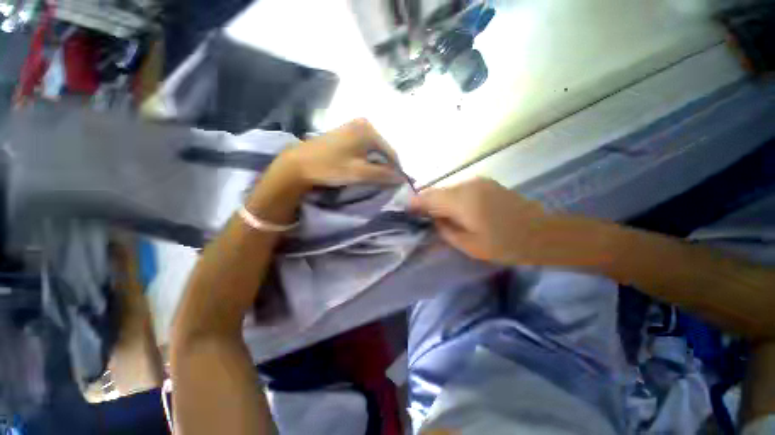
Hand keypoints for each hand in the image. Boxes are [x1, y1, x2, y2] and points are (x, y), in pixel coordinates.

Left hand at [275, 119, 403, 188]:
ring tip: (373, 177)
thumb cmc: (331, 167)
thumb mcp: (360, 173)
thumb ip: (383, 175)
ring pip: (372, 150)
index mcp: (368, 130)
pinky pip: (363, 148)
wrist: (298, 165)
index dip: (395, 169)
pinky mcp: (344, 133)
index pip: (391, 152)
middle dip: (384, 166)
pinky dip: (366, 159)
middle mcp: (363, 124)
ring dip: (375, 164)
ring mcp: (352, 127)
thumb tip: (402, 178)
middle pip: (382, 150)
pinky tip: (362, 168)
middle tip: (383, 182)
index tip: (396, 184)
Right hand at [409, 178, 550, 263]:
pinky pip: (460, 189)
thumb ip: (446, 230)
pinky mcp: (486, 184)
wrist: (543, 233)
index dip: (415, 203)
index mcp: (462, 201)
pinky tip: (454, 210)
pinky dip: (451, 198)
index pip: (429, 197)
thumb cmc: (505, 244)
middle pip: (437, 191)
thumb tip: (434, 219)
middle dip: (426, 202)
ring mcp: (478, 182)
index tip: (406, 210)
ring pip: (448, 189)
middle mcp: (468, 185)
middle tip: (419, 215)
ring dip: (439, 200)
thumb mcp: (470, 245)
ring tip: (435, 214)